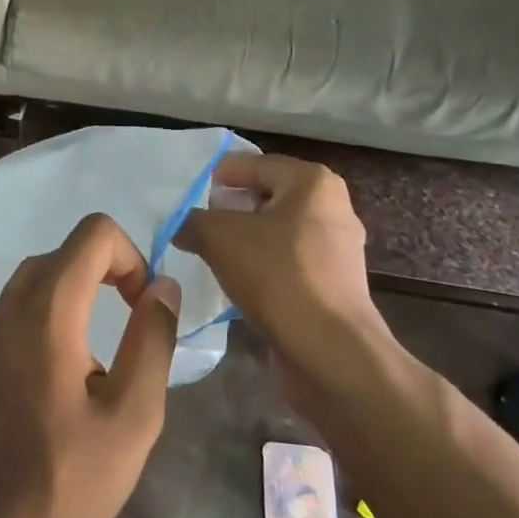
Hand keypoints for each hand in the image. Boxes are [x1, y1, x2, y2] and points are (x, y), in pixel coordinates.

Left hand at [0, 214, 181, 517]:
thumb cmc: (70, 481)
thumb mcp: (134, 416)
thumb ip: (153, 339)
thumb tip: (163, 285)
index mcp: (49, 309)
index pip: (95, 232)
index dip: (132, 257)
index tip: (144, 307)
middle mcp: (15, 302)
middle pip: (71, 247)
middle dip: (112, 268)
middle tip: (136, 321)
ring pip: (48, 269)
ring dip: (86, 285)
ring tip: (111, 337)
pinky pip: (29, 296)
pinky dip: (61, 302)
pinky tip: (76, 357)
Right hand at [175, 154, 390, 389]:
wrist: (330, 353)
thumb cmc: (278, 276)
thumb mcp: (219, 237)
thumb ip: (193, 221)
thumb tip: (182, 225)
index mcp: (312, 183)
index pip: (254, 164)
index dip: (219, 176)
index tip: (190, 193)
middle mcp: (332, 208)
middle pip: (267, 197)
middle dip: (231, 208)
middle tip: (197, 222)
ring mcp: (336, 249)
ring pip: (277, 232)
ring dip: (245, 240)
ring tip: (210, 254)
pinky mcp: (333, 285)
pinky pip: (287, 263)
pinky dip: (262, 267)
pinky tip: (237, 283)